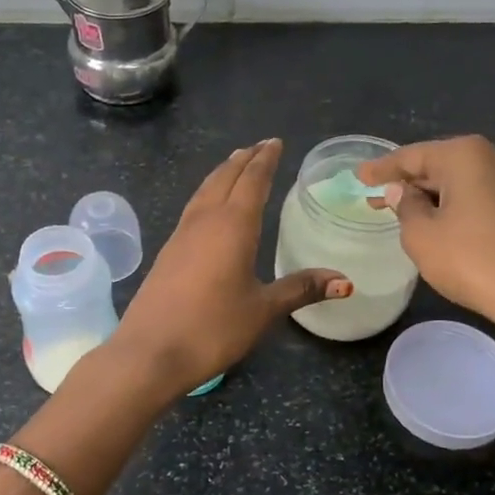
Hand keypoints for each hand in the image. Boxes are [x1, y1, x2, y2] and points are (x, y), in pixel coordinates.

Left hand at [110, 139, 349, 398]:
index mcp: (233, 225)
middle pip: (225, 178)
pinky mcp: (168, 252)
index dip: (265, 160)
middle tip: (259, 146)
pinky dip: (207, 194)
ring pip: (204, 190)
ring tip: (234, 164)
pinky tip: (208, 206)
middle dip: (244, 160)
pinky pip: (193, 208)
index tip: (275, 142)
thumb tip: (345, 282)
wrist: (150, 352)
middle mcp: (205, 221)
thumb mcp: (263, 309)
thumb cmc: (213, 328)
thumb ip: (300, 289)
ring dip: (222, 173)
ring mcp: (181, 234)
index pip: (252, 181)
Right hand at [357, 135, 494, 355]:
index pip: (411, 156)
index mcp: (464, 155)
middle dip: (407, 182)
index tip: (358, 175)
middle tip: (375, 195)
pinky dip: (452, 206)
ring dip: (429, 196)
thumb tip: (402, 191)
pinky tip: (436, 221)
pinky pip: (476, 197)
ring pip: (458, 182)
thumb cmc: (471, 260)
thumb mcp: (422, 235)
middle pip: (437, 165)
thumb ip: (405, 207)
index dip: (381, 168)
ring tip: (400, 210)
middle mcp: (492, 157)